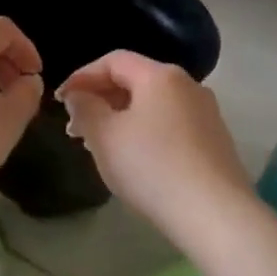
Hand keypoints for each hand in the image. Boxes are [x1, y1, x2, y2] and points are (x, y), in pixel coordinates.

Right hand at [56, 52, 253, 240]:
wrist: (216, 215)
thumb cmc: (152, 166)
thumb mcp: (104, 136)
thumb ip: (84, 108)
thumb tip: (78, 95)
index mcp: (161, 75)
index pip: (113, 60)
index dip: (82, 76)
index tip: (61, 100)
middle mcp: (188, 85)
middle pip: (135, 80)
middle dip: (101, 99)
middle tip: (75, 126)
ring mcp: (206, 113)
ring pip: (153, 104)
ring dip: (121, 117)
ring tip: (100, 144)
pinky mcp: (215, 140)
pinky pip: (170, 124)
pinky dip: (145, 131)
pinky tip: (134, 158)